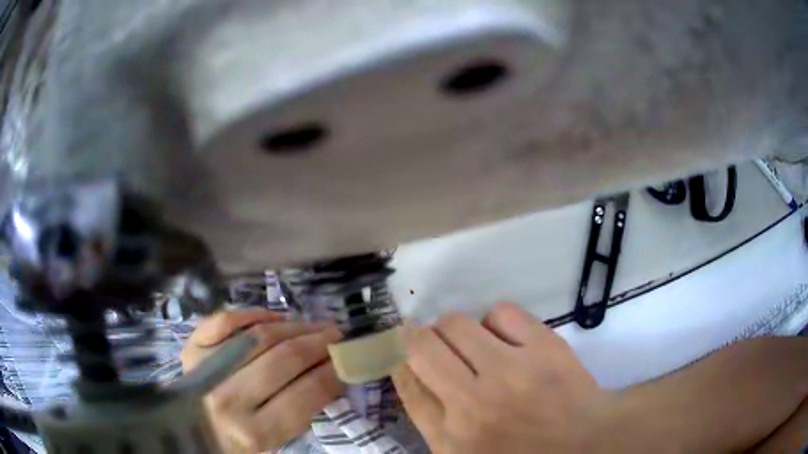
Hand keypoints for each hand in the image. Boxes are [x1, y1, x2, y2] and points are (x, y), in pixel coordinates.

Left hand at [182, 310, 344, 452]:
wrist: (191, 433)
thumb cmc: (239, 443)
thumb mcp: (275, 441)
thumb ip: (302, 412)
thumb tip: (331, 373)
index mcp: (254, 432)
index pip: (307, 393)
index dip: (333, 372)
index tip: (346, 359)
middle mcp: (229, 400)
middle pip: (285, 359)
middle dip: (319, 343)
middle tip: (336, 334)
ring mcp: (206, 370)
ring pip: (259, 336)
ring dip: (294, 326)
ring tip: (313, 325)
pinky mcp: (191, 349)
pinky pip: (223, 321)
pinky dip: (250, 314)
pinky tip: (273, 317)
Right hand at [393, 302, 607, 453]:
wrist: (587, 442)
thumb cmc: (522, 453)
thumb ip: (434, 422)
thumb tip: (409, 373)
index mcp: (452, 438)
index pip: (408, 386)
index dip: (399, 360)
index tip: (402, 349)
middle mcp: (474, 403)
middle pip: (422, 347)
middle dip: (419, 338)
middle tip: (434, 344)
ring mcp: (511, 372)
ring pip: (456, 323)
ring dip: (455, 329)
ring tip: (472, 342)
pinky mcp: (545, 347)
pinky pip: (501, 312)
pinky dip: (495, 320)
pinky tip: (504, 337)